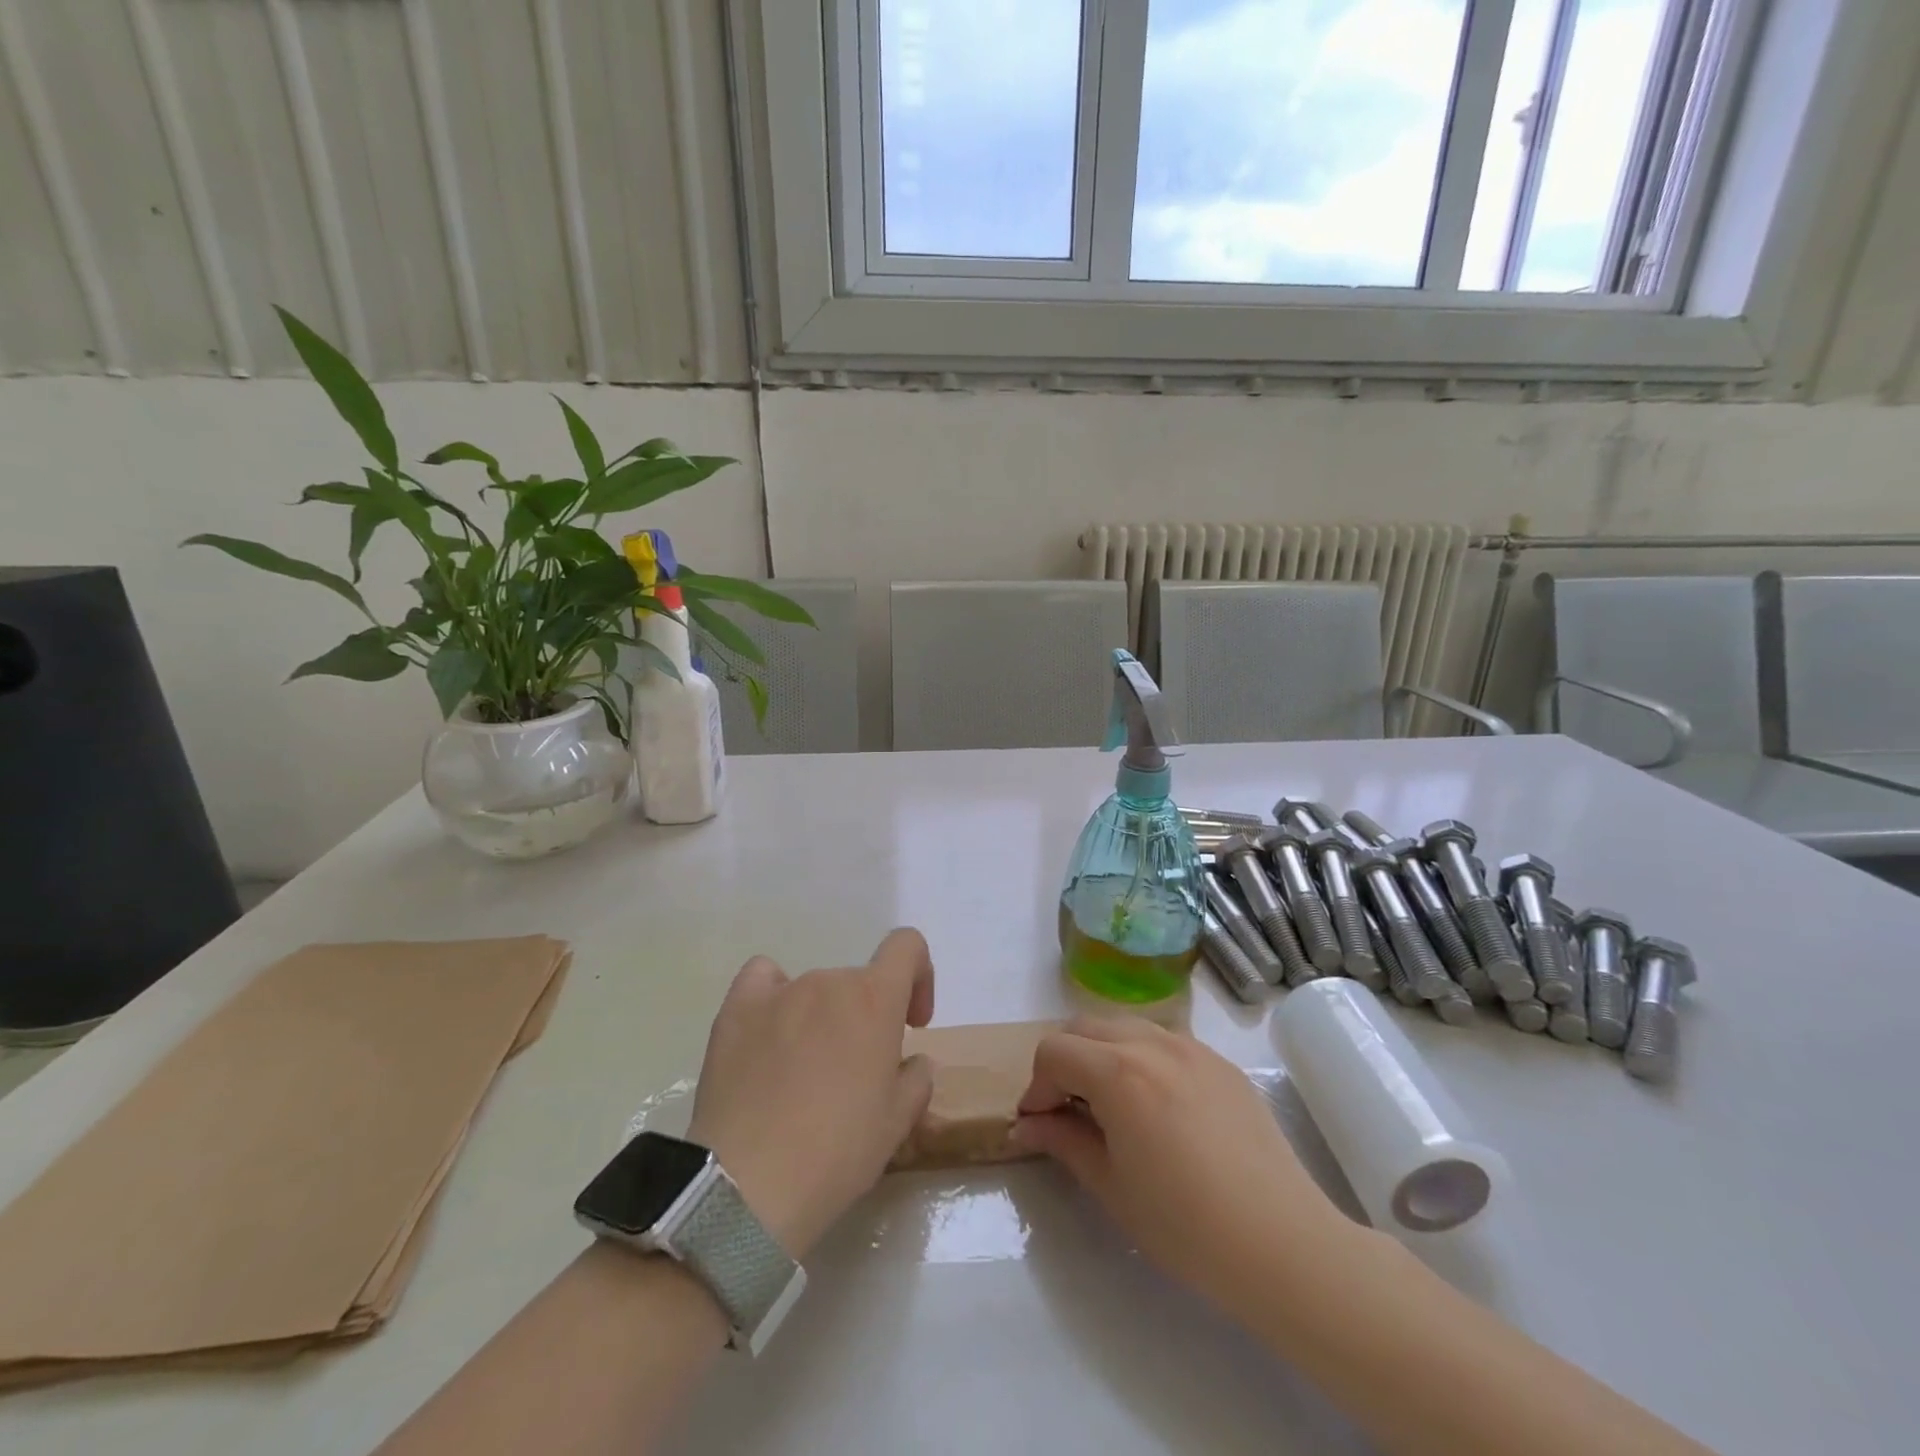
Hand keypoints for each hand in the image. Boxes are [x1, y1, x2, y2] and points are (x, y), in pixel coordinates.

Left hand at [686, 928, 935, 1259]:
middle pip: (858, 982)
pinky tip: (769, 1033)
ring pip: (814, 990)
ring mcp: (779, 991)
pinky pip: (764, 980)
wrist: (748, 1184)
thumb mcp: (897, 1123)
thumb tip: (909, 1061)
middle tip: (855, 1074)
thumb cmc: (837, 1152)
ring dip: (822, 1019)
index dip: (919, 976)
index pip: (907, 946)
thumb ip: (916, 1078)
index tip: (912, 1022)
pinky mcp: (736, 1009)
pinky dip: (773, 996)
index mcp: (875, 998)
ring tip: (803, 1074)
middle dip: (866, 1018)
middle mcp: (828, 981)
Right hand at [1010, 1018, 1355, 1316]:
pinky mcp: (1219, 1062)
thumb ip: (1063, 1141)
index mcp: (1118, 1071)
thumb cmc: (1185, 1224)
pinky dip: (1141, 1058)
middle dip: (1064, 1062)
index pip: (1054, 1052)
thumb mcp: (1111, 1185)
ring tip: (1111, 1105)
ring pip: (1124, 1027)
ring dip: (1102, 1054)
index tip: (1039, 1125)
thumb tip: (1026, 1127)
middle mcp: (1151, 1043)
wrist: (1282, 1243)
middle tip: (1067, 1110)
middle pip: (1085, 1027)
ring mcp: (1191, 1046)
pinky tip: (1157, 1107)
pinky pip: (1164, 1041)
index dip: (1037, 1087)